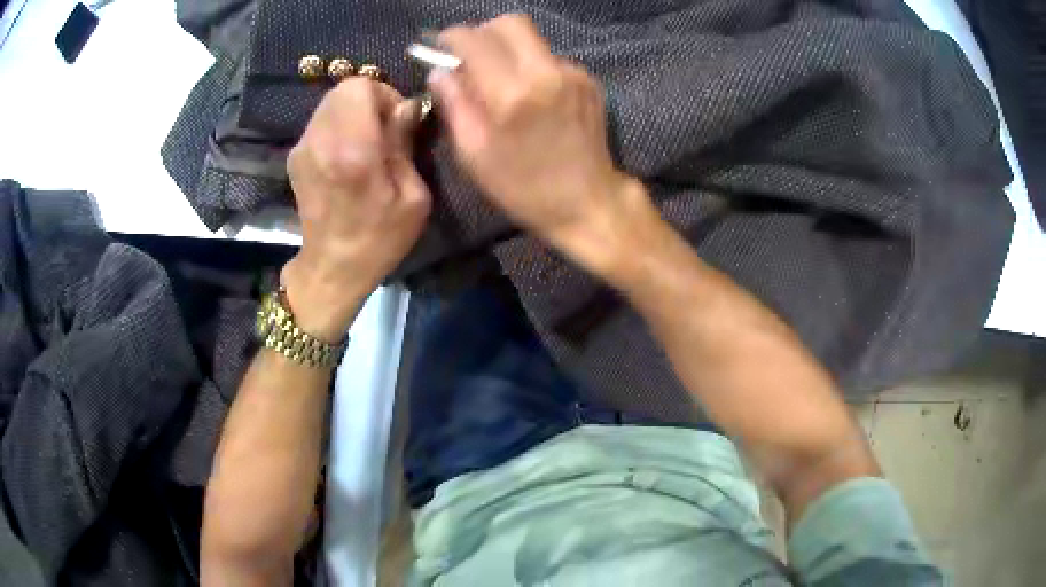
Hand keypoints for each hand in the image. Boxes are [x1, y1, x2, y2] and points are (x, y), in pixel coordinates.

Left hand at [282, 79, 430, 340]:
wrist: (332, 268)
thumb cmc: (379, 238)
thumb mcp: (413, 197)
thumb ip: (404, 143)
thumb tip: (405, 106)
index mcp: (352, 151)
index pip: (360, 86)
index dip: (384, 95)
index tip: (396, 121)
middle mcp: (320, 141)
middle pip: (343, 89)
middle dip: (369, 100)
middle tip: (383, 131)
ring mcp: (302, 148)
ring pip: (330, 103)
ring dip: (353, 113)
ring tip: (366, 145)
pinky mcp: (295, 156)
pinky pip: (321, 121)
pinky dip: (338, 126)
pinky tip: (347, 157)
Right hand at [429, 15, 648, 273]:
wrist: (589, 202)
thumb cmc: (524, 188)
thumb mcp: (475, 155)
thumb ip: (454, 105)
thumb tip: (440, 73)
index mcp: (513, 93)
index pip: (475, 40)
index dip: (452, 38)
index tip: (441, 48)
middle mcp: (547, 72)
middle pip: (510, 23)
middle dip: (483, 33)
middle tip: (469, 57)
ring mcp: (573, 73)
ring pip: (531, 39)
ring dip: (507, 51)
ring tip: (499, 82)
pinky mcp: (588, 80)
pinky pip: (549, 58)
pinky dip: (531, 67)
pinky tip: (529, 95)